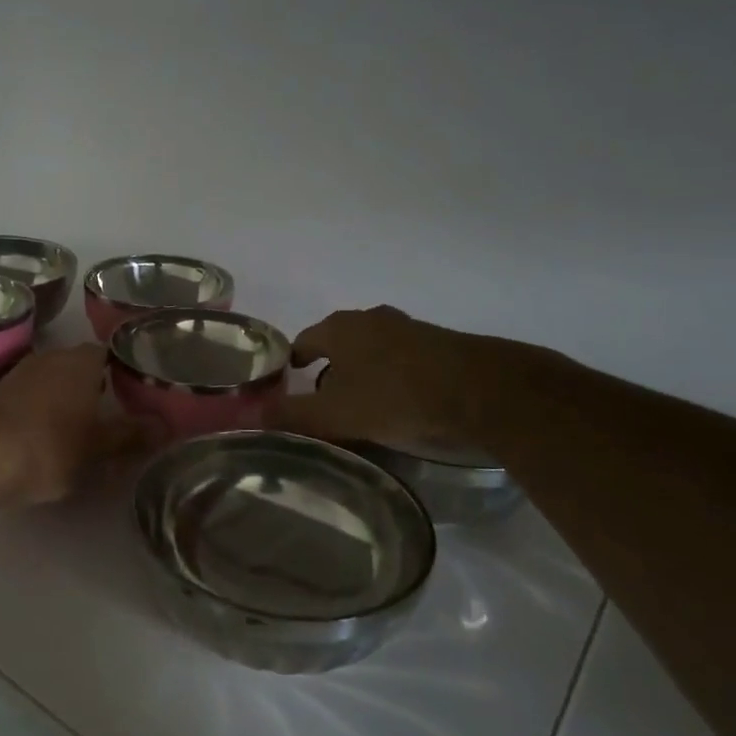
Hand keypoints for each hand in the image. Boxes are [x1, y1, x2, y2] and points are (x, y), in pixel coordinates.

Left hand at [0, 345, 157, 504]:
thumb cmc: (49, 446)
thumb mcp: (99, 448)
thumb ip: (132, 434)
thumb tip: (165, 425)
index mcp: (81, 362)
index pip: (109, 352)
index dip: (123, 369)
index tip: (136, 390)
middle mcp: (51, 358)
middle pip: (80, 365)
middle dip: (95, 385)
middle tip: (113, 411)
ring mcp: (19, 373)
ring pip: (53, 380)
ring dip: (65, 398)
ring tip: (81, 426)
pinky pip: (30, 396)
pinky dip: (40, 410)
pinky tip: (44, 434)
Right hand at [274, 306, 524, 450]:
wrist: (485, 392)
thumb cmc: (397, 397)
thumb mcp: (337, 415)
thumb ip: (293, 415)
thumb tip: (251, 416)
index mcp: (340, 328)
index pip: (303, 341)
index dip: (293, 365)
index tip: (289, 386)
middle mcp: (371, 319)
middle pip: (338, 343)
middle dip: (328, 369)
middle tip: (323, 402)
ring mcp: (409, 328)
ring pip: (372, 350)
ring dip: (362, 372)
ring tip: (361, 405)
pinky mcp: (440, 344)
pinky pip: (401, 359)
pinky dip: (392, 377)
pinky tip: (399, 403)